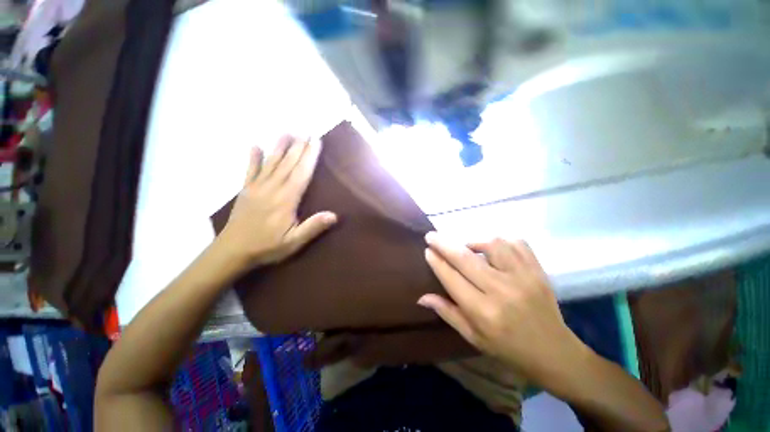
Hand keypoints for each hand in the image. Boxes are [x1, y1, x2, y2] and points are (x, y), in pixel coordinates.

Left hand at [219, 136, 336, 268]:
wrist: (232, 251)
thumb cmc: (267, 247)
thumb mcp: (294, 242)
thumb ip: (313, 227)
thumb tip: (334, 215)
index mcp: (286, 199)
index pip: (302, 173)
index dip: (310, 156)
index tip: (316, 141)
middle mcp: (272, 188)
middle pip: (288, 164)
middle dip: (299, 147)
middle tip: (307, 132)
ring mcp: (257, 187)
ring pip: (271, 163)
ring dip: (280, 147)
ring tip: (287, 132)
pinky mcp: (246, 190)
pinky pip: (250, 170)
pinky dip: (253, 157)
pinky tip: (255, 145)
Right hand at [419, 234, 587, 385]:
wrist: (554, 353)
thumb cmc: (507, 348)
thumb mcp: (472, 336)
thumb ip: (447, 312)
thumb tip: (421, 297)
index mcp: (483, 312)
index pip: (452, 278)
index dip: (436, 262)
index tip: (427, 250)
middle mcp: (501, 291)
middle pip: (465, 258)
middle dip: (444, 244)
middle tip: (431, 235)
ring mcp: (523, 277)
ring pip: (492, 244)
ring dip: (473, 241)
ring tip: (466, 246)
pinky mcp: (538, 270)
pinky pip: (517, 243)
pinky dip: (501, 241)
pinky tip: (493, 247)